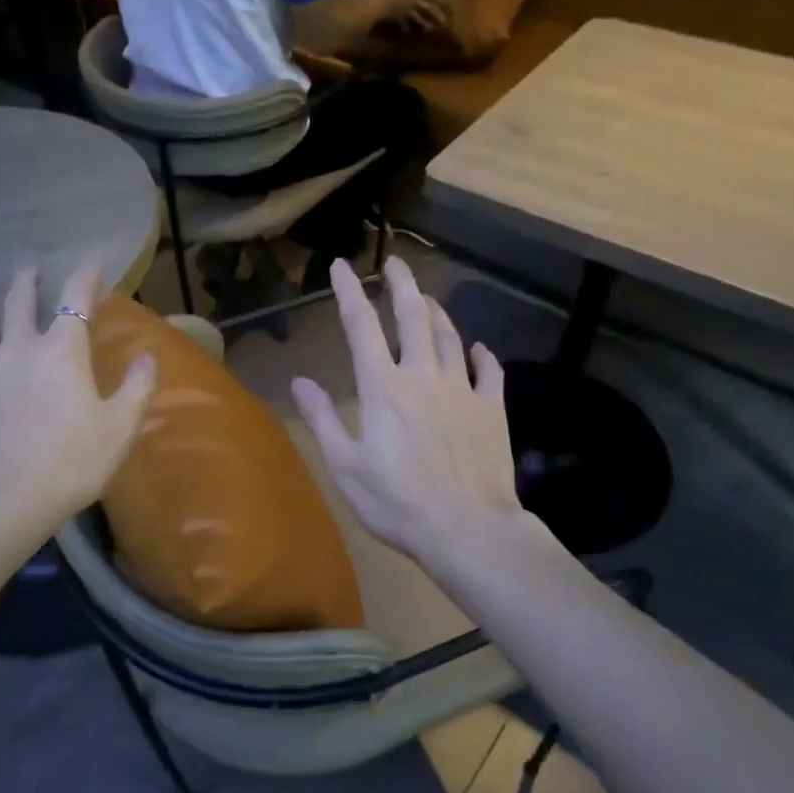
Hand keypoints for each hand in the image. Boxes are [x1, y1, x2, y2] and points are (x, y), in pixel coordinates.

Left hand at [0, 262, 155, 526]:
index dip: (85, 274)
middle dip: (26, 281)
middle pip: (20, 303)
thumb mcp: (120, 428)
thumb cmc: (71, 462)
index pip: (76, 298)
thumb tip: (148, 356)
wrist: (0, 500)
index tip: (93, 258)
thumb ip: (137, 387)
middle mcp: (18, 349)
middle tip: (27, 266)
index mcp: (62, 351)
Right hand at [291, 257, 521, 574]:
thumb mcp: (346, 466)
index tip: (342, 266)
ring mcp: (462, 389)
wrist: (467, 529)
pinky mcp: (492, 408)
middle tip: (395, 263)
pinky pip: (490, 371)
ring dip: (436, 312)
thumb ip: (323, 419)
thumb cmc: (397, 502)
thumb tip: (301, 381)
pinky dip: (481, 355)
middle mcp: (423, 375)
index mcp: (383, 387)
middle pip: (413, 315)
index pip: (361, 326)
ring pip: (450, 336)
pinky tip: (477, 349)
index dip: (350, 291)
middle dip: (402, 284)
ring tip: (426, 298)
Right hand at [370, 0, 450, 33]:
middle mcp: (414, 1)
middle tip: (444, 20)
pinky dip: (406, 29)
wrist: (381, 4)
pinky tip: (408, 33)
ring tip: (430, 29)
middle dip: (436, 13)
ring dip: (424, 24)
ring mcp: (407, 11)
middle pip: (427, 7)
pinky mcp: (399, 19)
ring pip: (418, 18)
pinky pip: (404, 24)